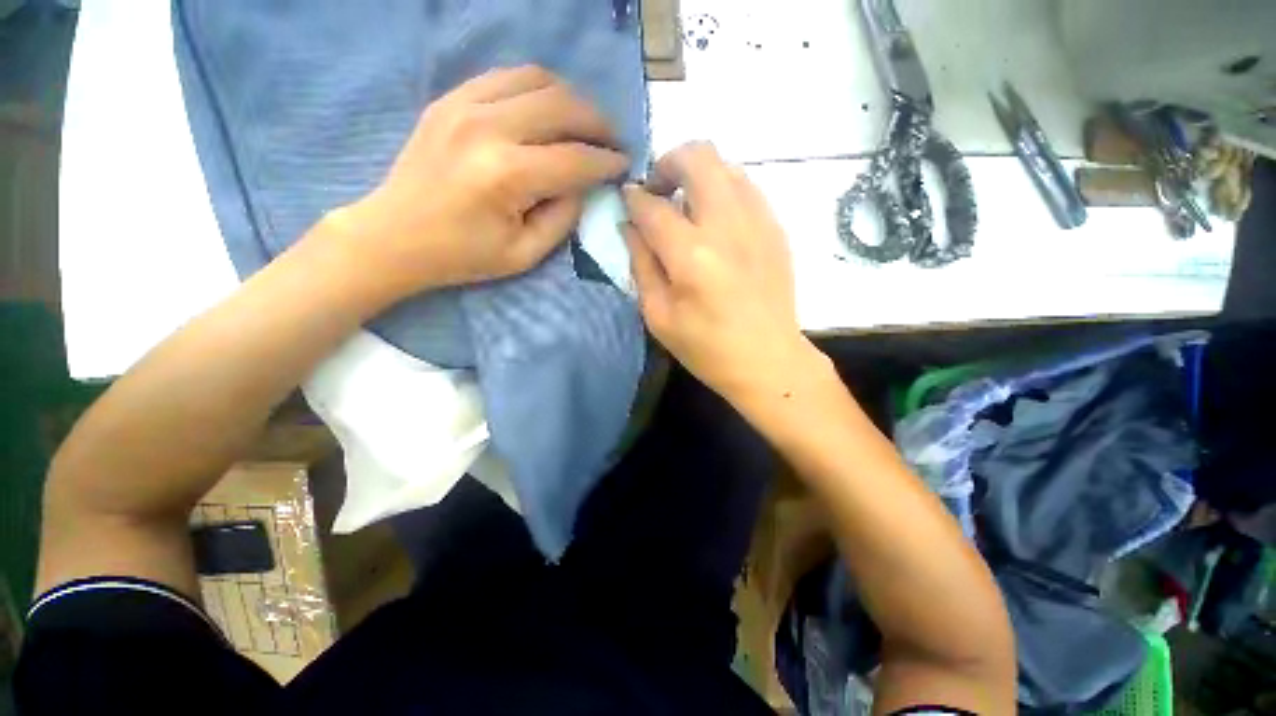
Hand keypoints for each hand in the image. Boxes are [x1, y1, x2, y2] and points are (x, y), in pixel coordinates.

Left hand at [339, 65, 629, 296]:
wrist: (394, 235)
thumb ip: (563, 217)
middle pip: (562, 106)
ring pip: (537, 79)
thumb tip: (583, 185)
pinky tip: (547, 110)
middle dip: (598, 122)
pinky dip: (537, 89)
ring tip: (584, 124)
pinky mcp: (451, 98)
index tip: (624, 164)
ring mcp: (464, 104)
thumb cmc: (462, 255)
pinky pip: (506, 77)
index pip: (575, 158)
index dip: (607, 161)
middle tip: (612, 140)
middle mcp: (488, 127)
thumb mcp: (524, 254)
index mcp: (507, 175)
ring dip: (571, 99)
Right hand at [622, 142, 820, 402]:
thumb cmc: (707, 348)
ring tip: (686, 205)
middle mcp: (726, 226)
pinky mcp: (775, 228)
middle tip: (658, 192)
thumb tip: (629, 225)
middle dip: (668, 163)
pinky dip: (723, 189)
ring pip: (725, 164)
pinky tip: (715, 219)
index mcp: (691, 255)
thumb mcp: (659, 316)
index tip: (627, 199)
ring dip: (698, 174)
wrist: (769, 360)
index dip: (633, 198)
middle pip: (697, 157)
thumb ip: (641, 264)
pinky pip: (746, 187)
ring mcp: (758, 222)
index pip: (652, 206)